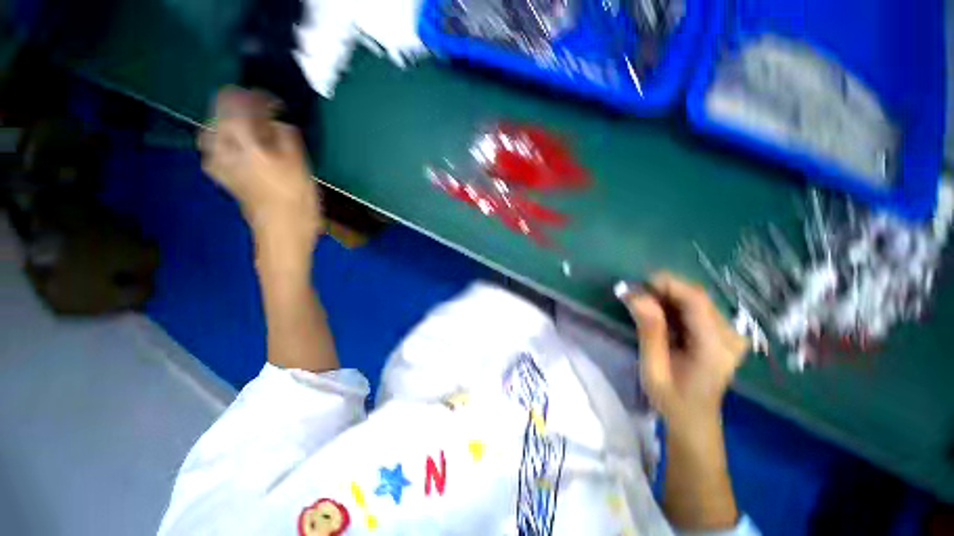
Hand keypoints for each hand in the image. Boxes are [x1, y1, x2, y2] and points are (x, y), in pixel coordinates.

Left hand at [198, 87, 321, 251]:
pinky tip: (237, 145)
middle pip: (219, 110)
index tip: (277, 104)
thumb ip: (285, 136)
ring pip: (212, 128)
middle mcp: (224, 149)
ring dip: (228, 120)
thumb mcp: (300, 165)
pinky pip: (213, 147)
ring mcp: (219, 163)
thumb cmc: (297, 201)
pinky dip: (223, 138)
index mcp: (245, 143)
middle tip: (263, 111)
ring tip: (248, 124)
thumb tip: (278, 121)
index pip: (241, 103)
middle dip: (240, 105)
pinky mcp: (222, 175)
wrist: (283, 233)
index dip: (259, 97)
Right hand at [621, 272, 746, 433]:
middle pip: (697, 297)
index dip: (667, 284)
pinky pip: (697, 308)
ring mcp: (730, 334)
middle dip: (663, 290)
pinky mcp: (724, 334)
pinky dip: (674, 305)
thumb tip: (635, 295)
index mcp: (716, 348)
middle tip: (634, 296)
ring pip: (696, 299)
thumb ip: (649, 330)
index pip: (696, 301)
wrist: (694, 419)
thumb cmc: (671, 398)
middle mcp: (730, 336)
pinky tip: (659, 314)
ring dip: (667, 297)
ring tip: (643, 305)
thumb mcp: (653, 367)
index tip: (637, 284)